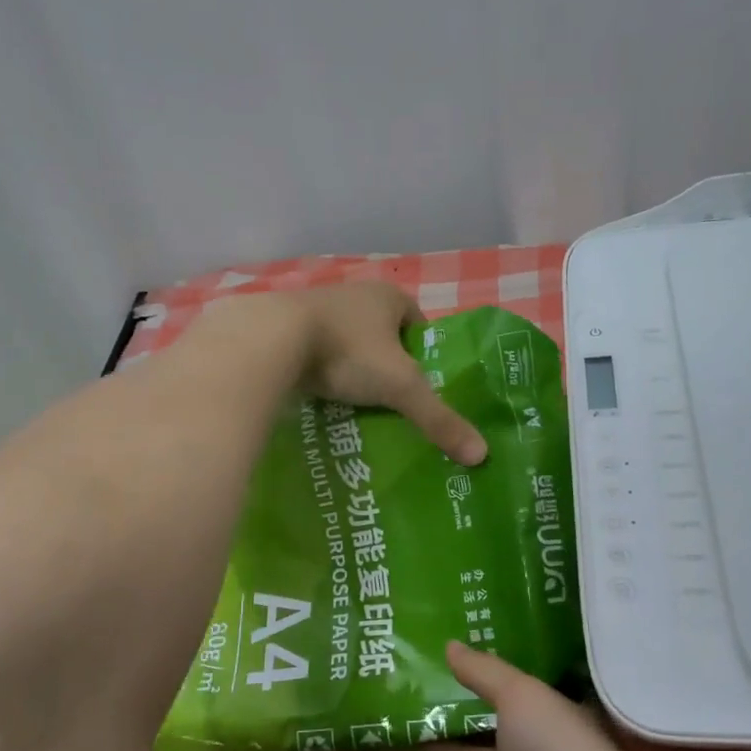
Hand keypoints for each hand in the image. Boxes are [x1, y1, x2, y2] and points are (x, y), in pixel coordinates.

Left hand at [258, 283, 485, 464]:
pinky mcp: (285, 327)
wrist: (268, 340)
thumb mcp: (401, 387)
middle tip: (392, 403)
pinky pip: (314, 352)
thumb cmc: (346, 352)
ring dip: (352, 369)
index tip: (422, 387)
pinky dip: (321, 373)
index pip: (418, 324)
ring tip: (357, 407)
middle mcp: (353, 295)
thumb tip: (481, 455)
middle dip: (387, 365)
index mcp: (387, 296)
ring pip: (346, 343)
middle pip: (382, 335)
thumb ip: (439, 419)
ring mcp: (316, 309)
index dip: (424, 354)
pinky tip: (321, 399)